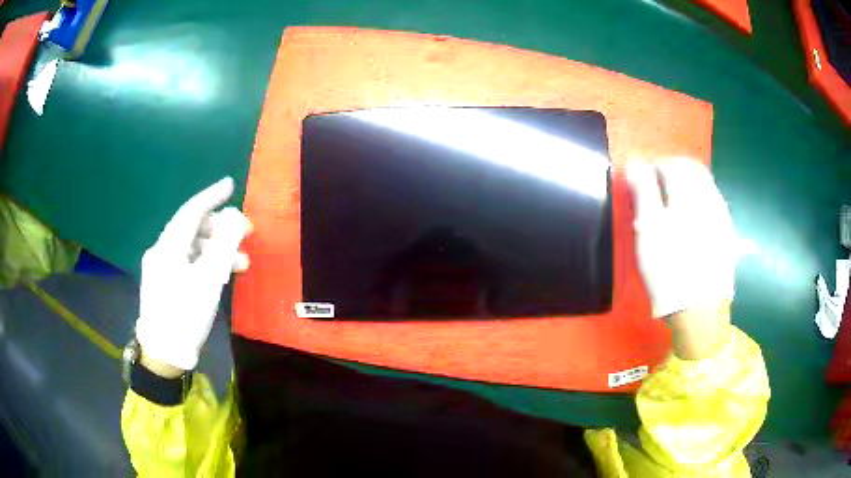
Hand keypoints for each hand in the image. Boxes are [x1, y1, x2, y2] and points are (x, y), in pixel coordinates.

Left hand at [135, 177, 250, 372]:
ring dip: (216, 251)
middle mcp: (162, 251)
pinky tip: (219, 276)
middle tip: (245, 235)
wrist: (163, 354)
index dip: (211, 196)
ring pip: (191, 249)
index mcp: (169, 246)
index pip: (191, 211)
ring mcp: (160, 268)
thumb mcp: (209, 280)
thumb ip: (224, 245)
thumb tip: (234, 216)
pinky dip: (204, 264)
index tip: (230, 185)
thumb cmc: (185, 314)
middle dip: (220, 229)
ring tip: (240, 265)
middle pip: (192, 229)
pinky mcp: (163, 284)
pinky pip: (187, 263)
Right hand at [626, 159, 737, 358]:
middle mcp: (709, 197)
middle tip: (655, 185)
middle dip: (672, 169)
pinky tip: (691, 220)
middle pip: (691, 168)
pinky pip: (713, 203)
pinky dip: (699, 201)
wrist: (700, 311)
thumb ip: (643, 191)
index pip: (670, 163)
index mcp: (688, 193)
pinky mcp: (727, 232)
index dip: (652, 165)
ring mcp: (721, 215)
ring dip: (687, 184)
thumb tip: (635, 164)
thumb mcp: (649, 230)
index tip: (639, 178)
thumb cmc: (669, 269)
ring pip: (704, 184)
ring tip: (672, 202)